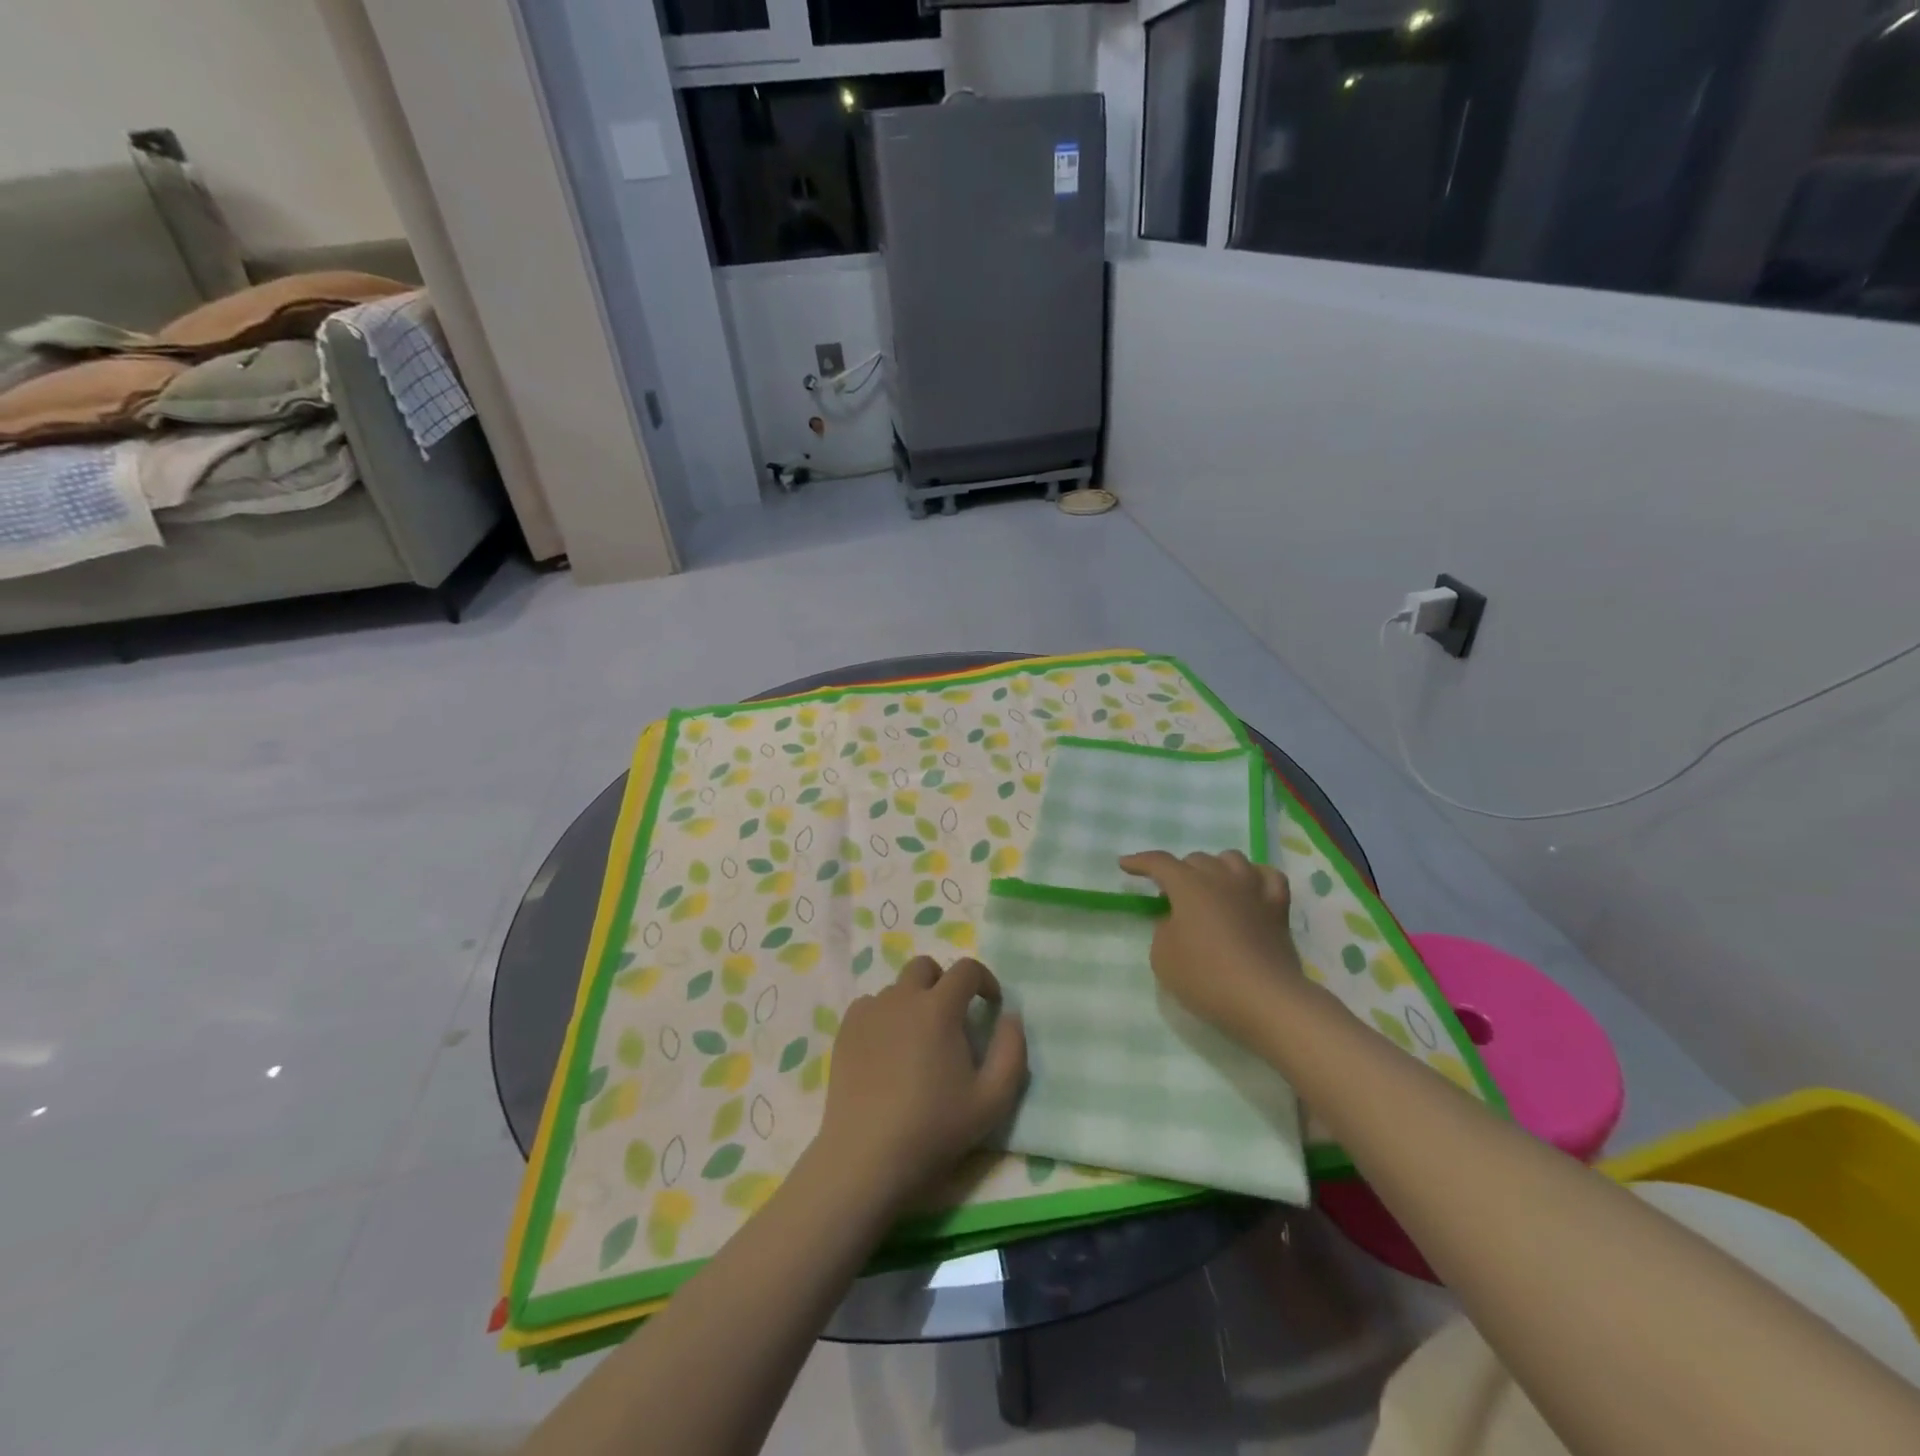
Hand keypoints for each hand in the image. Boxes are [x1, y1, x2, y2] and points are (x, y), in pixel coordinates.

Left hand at [812, 956, 1026, 1210]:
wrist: (867, 1157)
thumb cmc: (934, 1128)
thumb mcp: (993, 1100)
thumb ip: (1012, 1051)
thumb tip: (1010, 1017)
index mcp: (939, 1007)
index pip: (966, 969)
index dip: (985, 980)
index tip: (990, 1005)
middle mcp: (902, 997)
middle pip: (926, 967)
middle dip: (945, 982)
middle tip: (952, 1018)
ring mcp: (870, 1011)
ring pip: (897, 988)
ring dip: (914, 1001)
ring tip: (918, 1041)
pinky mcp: (845, 1030)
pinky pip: (871, 1006)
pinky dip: (885, 1016)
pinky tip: (888, 1050)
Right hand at [1118, 850, 1304, 1035]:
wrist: (1265, 1000)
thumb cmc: (1206, 977)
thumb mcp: (1163, 957)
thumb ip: (1163, 930)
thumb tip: (1176, 919)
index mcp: (1189, 886)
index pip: (1159, 863)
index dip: (1140, 862)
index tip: (1125, 865)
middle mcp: (1221, 878)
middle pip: (1196, 860)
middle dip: (1179, 871)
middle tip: (1170, 894)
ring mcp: (1253, 890)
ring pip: (1232, 859)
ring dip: (1215, 867)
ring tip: (1209, 886)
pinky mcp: (1278, 908)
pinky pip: (1268, 877)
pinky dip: (1255, 876)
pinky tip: (1250, 887)